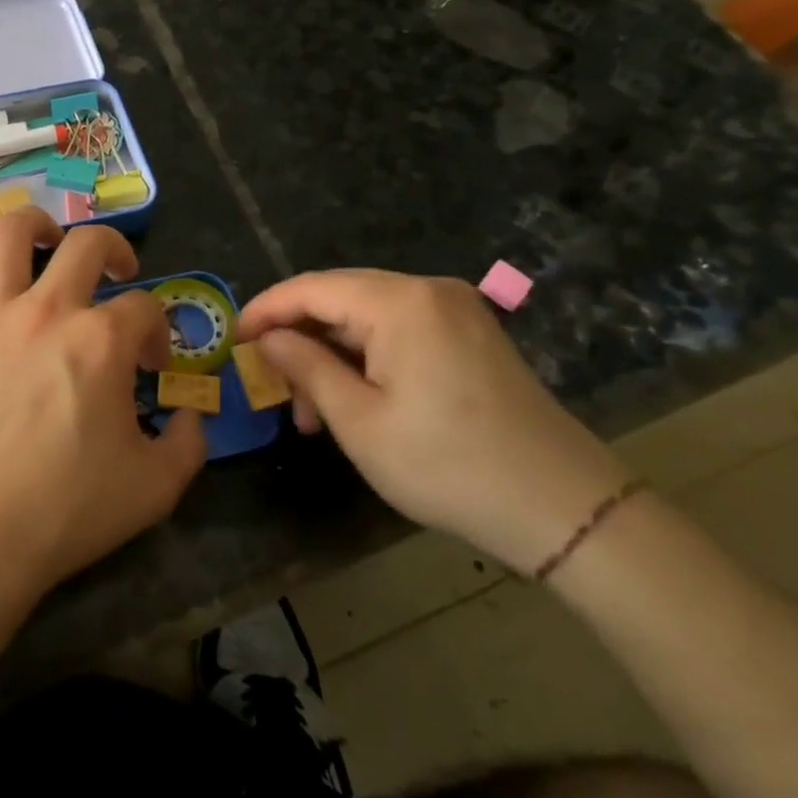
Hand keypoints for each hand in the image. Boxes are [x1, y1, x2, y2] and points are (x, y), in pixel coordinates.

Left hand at [0, 208, 206, 600]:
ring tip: (47, 241)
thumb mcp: (156, 486)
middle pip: (87, 244)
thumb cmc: (69, 509)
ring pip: (9, 236)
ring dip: (34, 226)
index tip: (152, 366)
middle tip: (119, 276)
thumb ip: (190, 443)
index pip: (145, 308)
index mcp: (101, 340)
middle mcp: (47, 311)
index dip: (158, 332)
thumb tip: (193, 417)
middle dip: (115, 251)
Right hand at [237, 270, 629, 575]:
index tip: (231, 341)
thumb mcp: (359, 422)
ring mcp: (456, 311)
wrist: (565, 508)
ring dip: (330, 355)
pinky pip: (399, 331)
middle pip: (339, 298)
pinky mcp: (471, 335)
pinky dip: (365, 359)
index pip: (310, 289)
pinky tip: (353, 399)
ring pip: (367, 317)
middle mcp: (429, 291)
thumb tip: (266, 339)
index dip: (265, 310)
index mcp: (400, 302)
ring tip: (311, 413)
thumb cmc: (448, 466)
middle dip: (298, 339)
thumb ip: (305, 367)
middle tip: (271, 387)